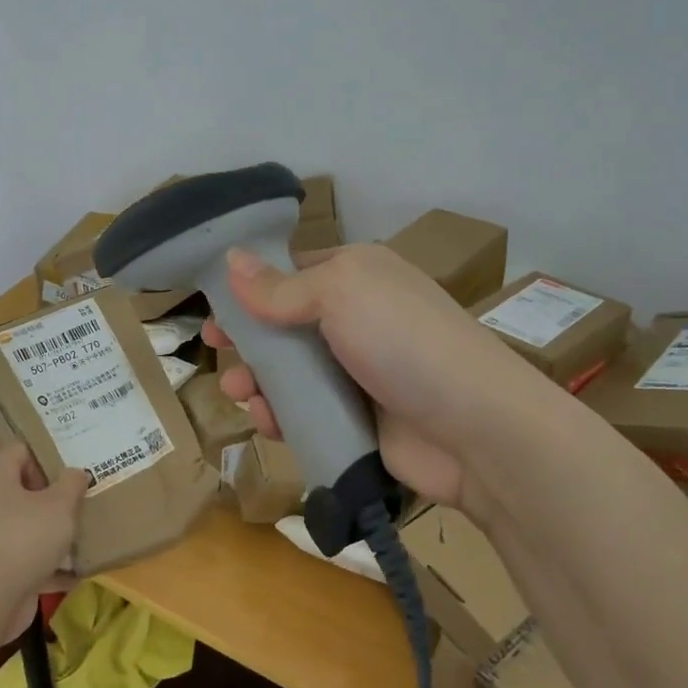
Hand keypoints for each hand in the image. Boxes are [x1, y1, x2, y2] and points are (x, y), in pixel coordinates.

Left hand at [0, 446, 87, 639]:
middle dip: (56, 494)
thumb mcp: (60, 504)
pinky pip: (31, 559)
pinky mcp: (0, 570)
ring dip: (55, 530)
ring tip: (87, 530)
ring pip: (30, 526)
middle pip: (25, 489)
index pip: (20, 451)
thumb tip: (75, 473)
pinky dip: (52, 564)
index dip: (45, 453)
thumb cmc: (25, 538)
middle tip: (85, 495)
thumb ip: (72, 483)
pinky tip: (78, 571)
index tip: (73, 464)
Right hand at [205, 243, 548, 507]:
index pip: (293, 273)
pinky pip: (307, 414)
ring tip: (239, 393)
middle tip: (215, 351)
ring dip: (258, 381)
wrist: (474, 429)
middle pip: (286, 327)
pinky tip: (267, 422)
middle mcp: (358, 320)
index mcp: (358, 277)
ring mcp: (358, 373)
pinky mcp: (358, 420)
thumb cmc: (403, 342)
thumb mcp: (339, 294)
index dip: (251, 288)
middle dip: (248, 340)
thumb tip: (230, 259)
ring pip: (291, 374)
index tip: (213, 306)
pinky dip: (282, 416)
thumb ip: (280, 286)